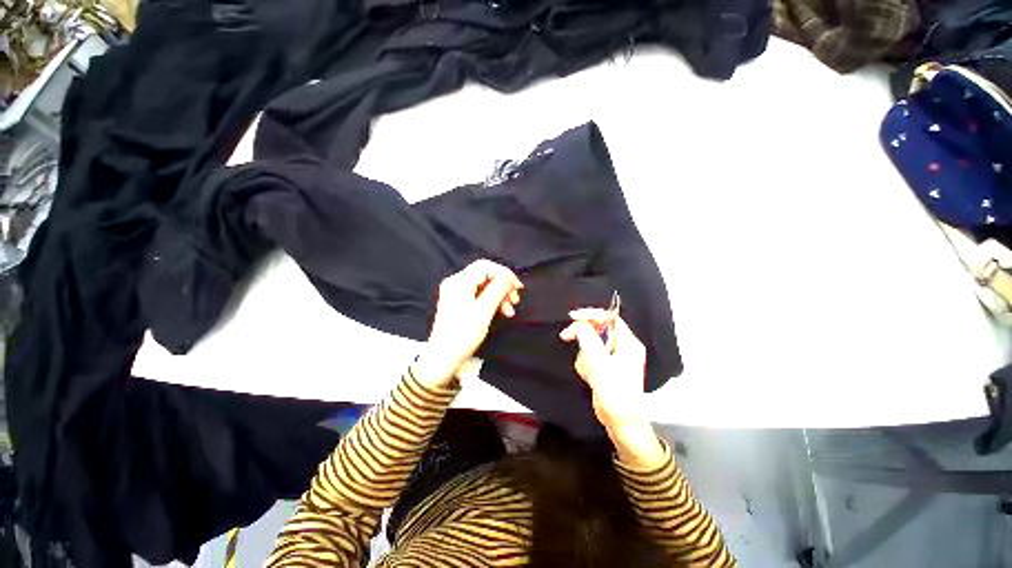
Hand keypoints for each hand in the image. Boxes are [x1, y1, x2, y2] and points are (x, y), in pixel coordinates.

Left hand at [412, 260, 522, 388]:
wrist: (443, 357)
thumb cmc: (463, 335)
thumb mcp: (484, 311)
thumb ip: (497, 290)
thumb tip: (508, 278)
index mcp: (459, 282)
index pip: (486, 267)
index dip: (505, 274)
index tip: (518, 287)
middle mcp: (455, 282)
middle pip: (485, 275)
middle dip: (503, 286)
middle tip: (515, 300)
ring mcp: (455, 291)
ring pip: (483, 285)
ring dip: (499, 295)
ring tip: (509, 311)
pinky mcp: (458, 301)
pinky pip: (478, 294)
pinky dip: (491, 300)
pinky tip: (500, 311)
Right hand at [560, 309, 664, 468]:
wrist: (621, 423)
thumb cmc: (616, 394)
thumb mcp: (600, 364)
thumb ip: (588, 340)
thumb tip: (580, 324)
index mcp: (628, 343)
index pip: (609, 318)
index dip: (591, 314)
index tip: (573, 317)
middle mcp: (622, 347)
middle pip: (598, 329)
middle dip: (583, 336)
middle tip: (566, 336)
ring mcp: (613, 357)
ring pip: (590, 343)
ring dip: (584, 355)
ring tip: (589, 371)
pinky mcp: (605, 367)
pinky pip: (589, 356)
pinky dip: (585, 364)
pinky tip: (589, 376)